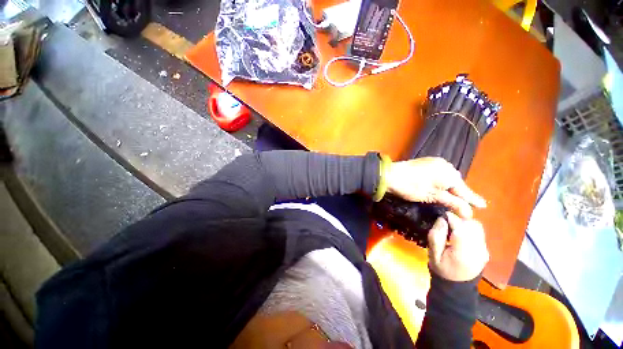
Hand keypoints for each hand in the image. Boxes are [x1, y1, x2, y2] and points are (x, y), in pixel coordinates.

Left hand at [385, 157, 485, 217]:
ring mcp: (436, 162)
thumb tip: (470, 213)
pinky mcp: (427, 162)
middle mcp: (446, 166)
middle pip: (456, 183)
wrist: (391, 175)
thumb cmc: (412, 187)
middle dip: (459, 193)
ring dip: (450, 187)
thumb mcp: (432, 197)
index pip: (464, 190)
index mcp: (450, 174)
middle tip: (463, 204)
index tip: (483, 206)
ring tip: (452, 197)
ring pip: (448, 177)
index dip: (472, 199)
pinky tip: (440, 186)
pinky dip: (442, 181)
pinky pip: (440, 173)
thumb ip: (452, 203)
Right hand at [427, 213, 488, 281]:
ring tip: (452, 227)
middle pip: (472, 225)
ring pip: (477, 227)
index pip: (461, 228)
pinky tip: (459, 233)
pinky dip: (469, 228)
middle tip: (445, 221)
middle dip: (458, 219)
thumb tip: (441, 219)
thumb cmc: (442, 270)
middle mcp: (478, 250)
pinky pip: (478, 232)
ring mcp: (484, 250)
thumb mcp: (433, 254)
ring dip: (464, 223)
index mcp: (463, 253)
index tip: (441, 214)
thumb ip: (436, 236)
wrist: (457, 286)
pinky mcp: (485, 249)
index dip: (451, 218)